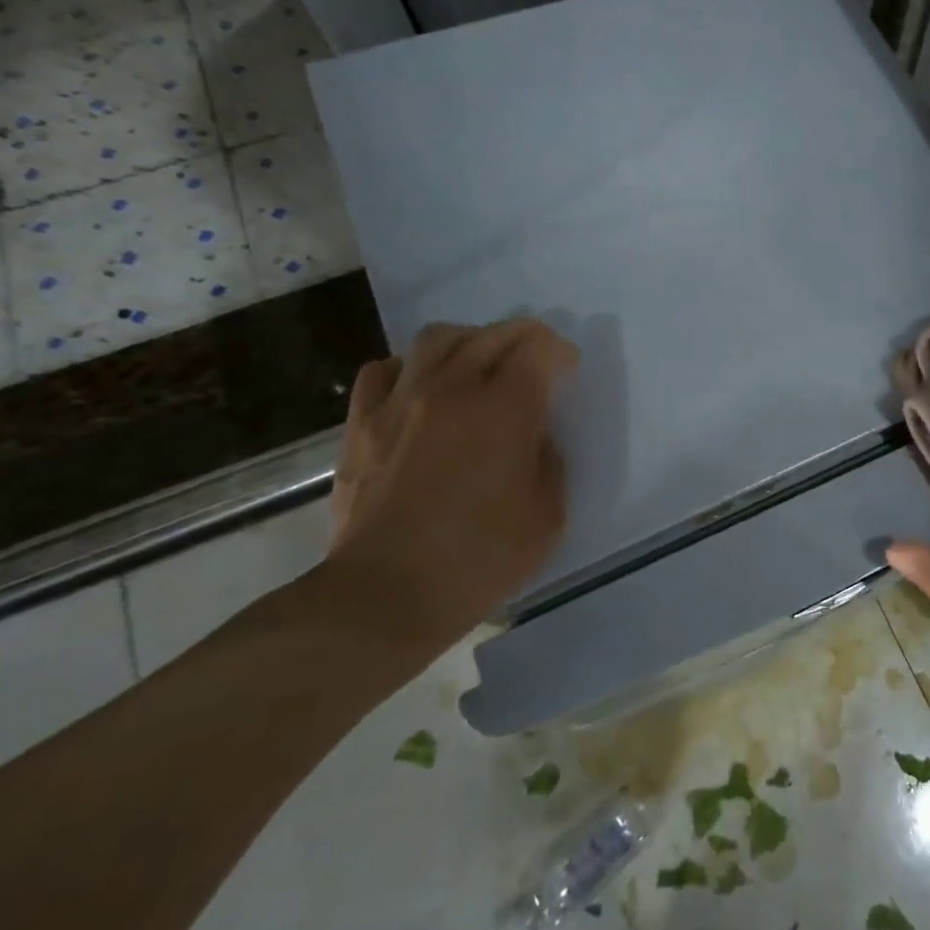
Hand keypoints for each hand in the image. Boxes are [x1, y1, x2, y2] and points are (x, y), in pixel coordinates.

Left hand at [324, 319, 578, 655]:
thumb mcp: (548, 516)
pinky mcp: (363, 423)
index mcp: (506, 410)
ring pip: (437, 338)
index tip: (567, 370)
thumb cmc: (480, 559)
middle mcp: (454, 389)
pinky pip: (384, 369)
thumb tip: (535, 436)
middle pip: (492, 334)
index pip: (537, 348)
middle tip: (535, 360)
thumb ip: (550, 461)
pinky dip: (410, 367)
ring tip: (480, 364)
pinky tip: (422, 389)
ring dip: (469, 341)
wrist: (386, 595)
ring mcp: (401, 402)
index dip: (559, 352)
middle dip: (524, 337)